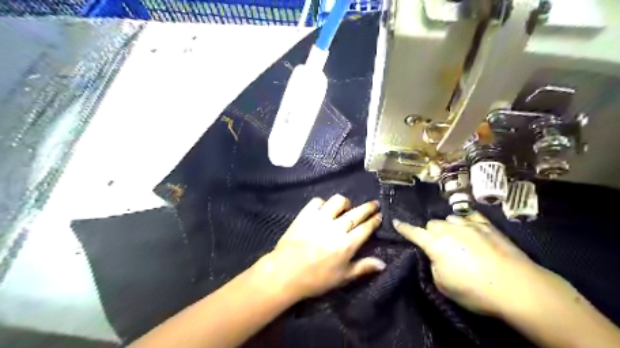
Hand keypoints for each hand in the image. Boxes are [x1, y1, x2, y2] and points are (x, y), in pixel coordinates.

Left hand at [261, 194, 385, 300]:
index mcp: (347, 244)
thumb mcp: (342, 277)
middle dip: (368, 207)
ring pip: (338, 201)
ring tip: (346, 207)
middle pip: (356, 213)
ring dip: (345, 203)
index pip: (366, 228)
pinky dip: (323, 203)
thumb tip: (383, 263)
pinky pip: (317, 201)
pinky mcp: (305, 214)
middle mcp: (336, 228)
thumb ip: (363, 267)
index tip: (379, 215)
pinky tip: (324, 209)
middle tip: (374, 204)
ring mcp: (320, 219)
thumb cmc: (316, 279)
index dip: (374, 220)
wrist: (285, 272)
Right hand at [394, 212, 564, 315]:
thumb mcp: (444, 285)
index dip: (403, 228)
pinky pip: (470, 217)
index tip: (396, 222)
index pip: (413, 232)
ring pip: (450, 218)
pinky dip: (465, 222)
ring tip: (455, 238)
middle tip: (437, 244)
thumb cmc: (475, 291)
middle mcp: (449, 230)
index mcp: (435, 245)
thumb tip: (436, 257)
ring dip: (448, 226)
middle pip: (432, 223)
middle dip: (430, 231)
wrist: (517, 287)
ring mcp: (469, 225)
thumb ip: (434, 266)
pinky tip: (469, 228)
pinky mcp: (487, 226)